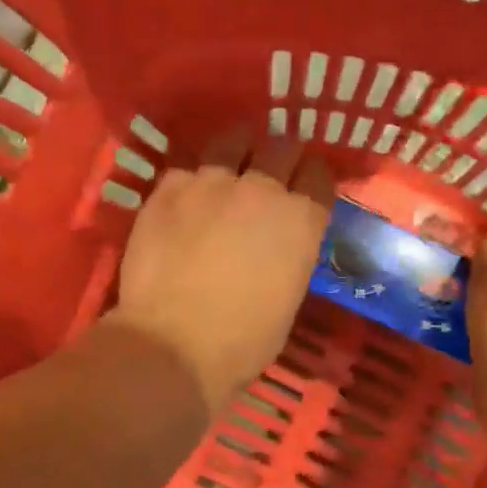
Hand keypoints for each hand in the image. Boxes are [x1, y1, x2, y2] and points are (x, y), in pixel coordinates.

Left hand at [107, 130, 333, 411]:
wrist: (174, 346)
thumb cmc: (244, 340)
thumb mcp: (289, 297)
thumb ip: (291, 254)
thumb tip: (279, 243)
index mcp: (301, 220)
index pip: (319, 174)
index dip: (313, 178)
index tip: (305, 187)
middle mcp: (262, 189)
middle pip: (281, 147)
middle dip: (281, 157)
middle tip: (271, 172)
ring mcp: (211, 183)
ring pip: (232, 141)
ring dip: (238, 151)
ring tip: (230, 165)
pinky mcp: (168, 189)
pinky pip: (187, 168)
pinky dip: (194, 178)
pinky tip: (188, 196)